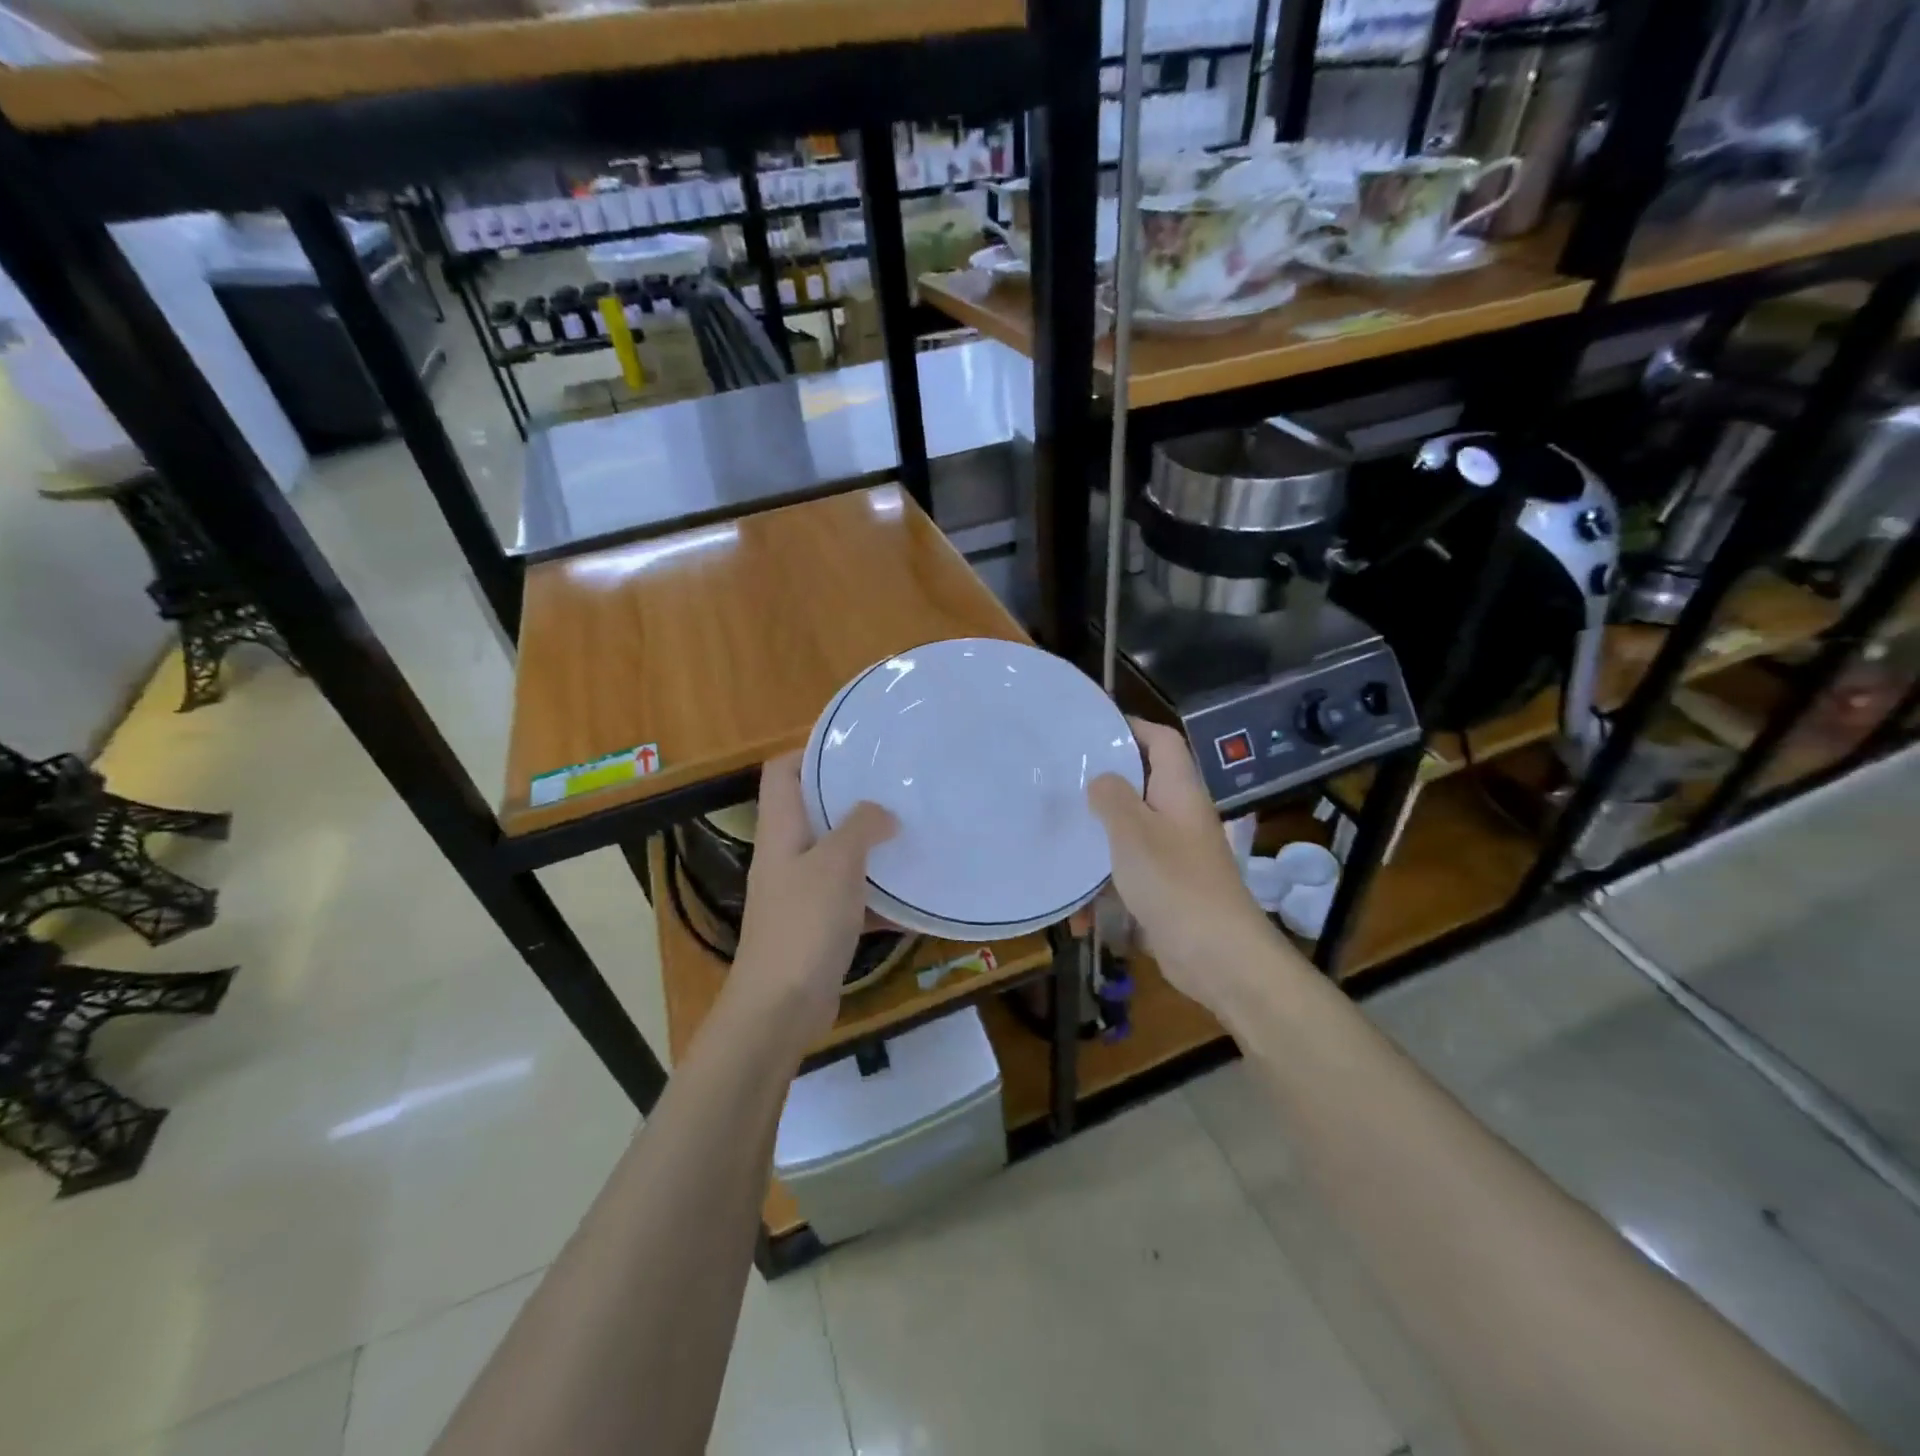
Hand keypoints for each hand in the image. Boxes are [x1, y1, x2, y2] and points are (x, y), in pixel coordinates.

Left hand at [731, 752, 897, 1045]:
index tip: (855, 746)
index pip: (781, 773)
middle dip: (852, 797)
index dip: (810, 751)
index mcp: (780, 831)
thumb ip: (860, 827)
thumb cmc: (804, 925)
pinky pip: (852, 898)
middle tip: (897, 787)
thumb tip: (882, 812)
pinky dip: (878, 895)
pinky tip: (914, 896)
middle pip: (814, 810)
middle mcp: (787, 855)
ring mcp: (801, 893)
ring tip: (912, 830)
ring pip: (837, 855)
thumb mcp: (836, 864)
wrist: (781, 1007)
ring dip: (870, 845)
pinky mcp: (819, 926)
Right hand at [1087, 719, 1292, 1013]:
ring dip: (1096, 848)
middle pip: (1140, 787)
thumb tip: (1100, 779)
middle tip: (1061, 784)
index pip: (1162, 742)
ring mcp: (1174, 856)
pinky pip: (1127, 879)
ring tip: (1059, 847)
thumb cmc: (1175, 882)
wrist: (1219, 957)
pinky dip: (1104, 893)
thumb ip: (1112, 797)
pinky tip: (1080, 917)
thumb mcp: (1134, 831)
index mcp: (1179, 792)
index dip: (1132, 727)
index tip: (1092, 728)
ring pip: (1128, 837)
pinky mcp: (1166, 891)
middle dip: (1103, 788)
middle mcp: (1179, 817)